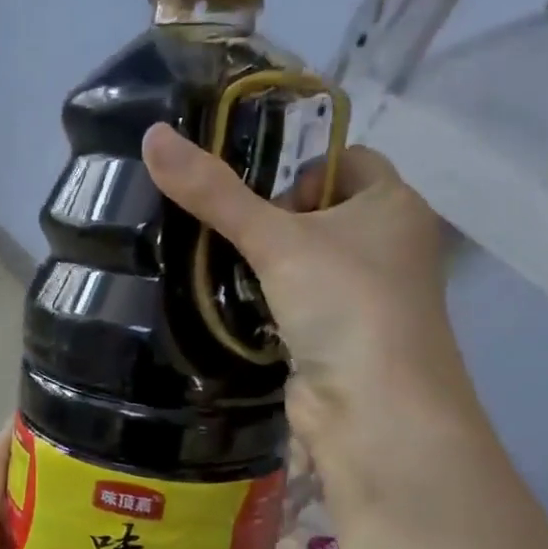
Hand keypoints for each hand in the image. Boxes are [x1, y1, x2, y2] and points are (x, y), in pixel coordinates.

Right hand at [141, 122, 464, 456]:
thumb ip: (215, 193)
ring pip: (307, 262)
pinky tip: (232, 308)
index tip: (253, 191)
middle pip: (321, 212)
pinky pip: (299, 304)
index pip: (349, 160)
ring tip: (217, 266)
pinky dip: (268, 304)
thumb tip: (152, 136)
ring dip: (266, 265)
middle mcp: (390, 246)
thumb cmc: (344, 303)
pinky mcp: (341, 339)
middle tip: (229, 232)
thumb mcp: (276, 239)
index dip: (301, 167)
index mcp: (394, 206)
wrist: (375, 412)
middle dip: (273, 219)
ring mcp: (368, 298)